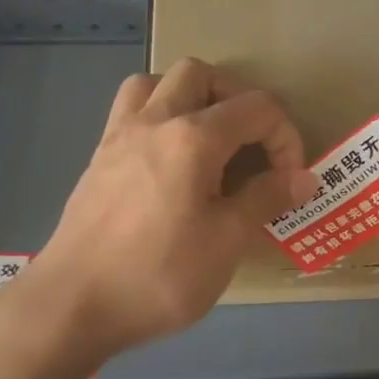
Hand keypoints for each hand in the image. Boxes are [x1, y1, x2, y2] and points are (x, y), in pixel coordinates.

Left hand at [0, 60, 315, 361]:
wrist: (74, 304)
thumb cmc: (159, 275)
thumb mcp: (226, 242)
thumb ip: (266, 199)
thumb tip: (304, 177)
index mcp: (193, 137)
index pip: (256, 108)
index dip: (285, 137)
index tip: (289, 181)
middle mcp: (154, 121)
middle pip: (201, 74)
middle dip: (237, 100)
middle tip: (251, 144)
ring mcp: (118, 136)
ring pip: (156, 83)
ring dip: (190, 98)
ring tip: (208, 141)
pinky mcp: (98, 159)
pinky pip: (130, 112)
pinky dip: (158, 117)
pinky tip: (170, 163)